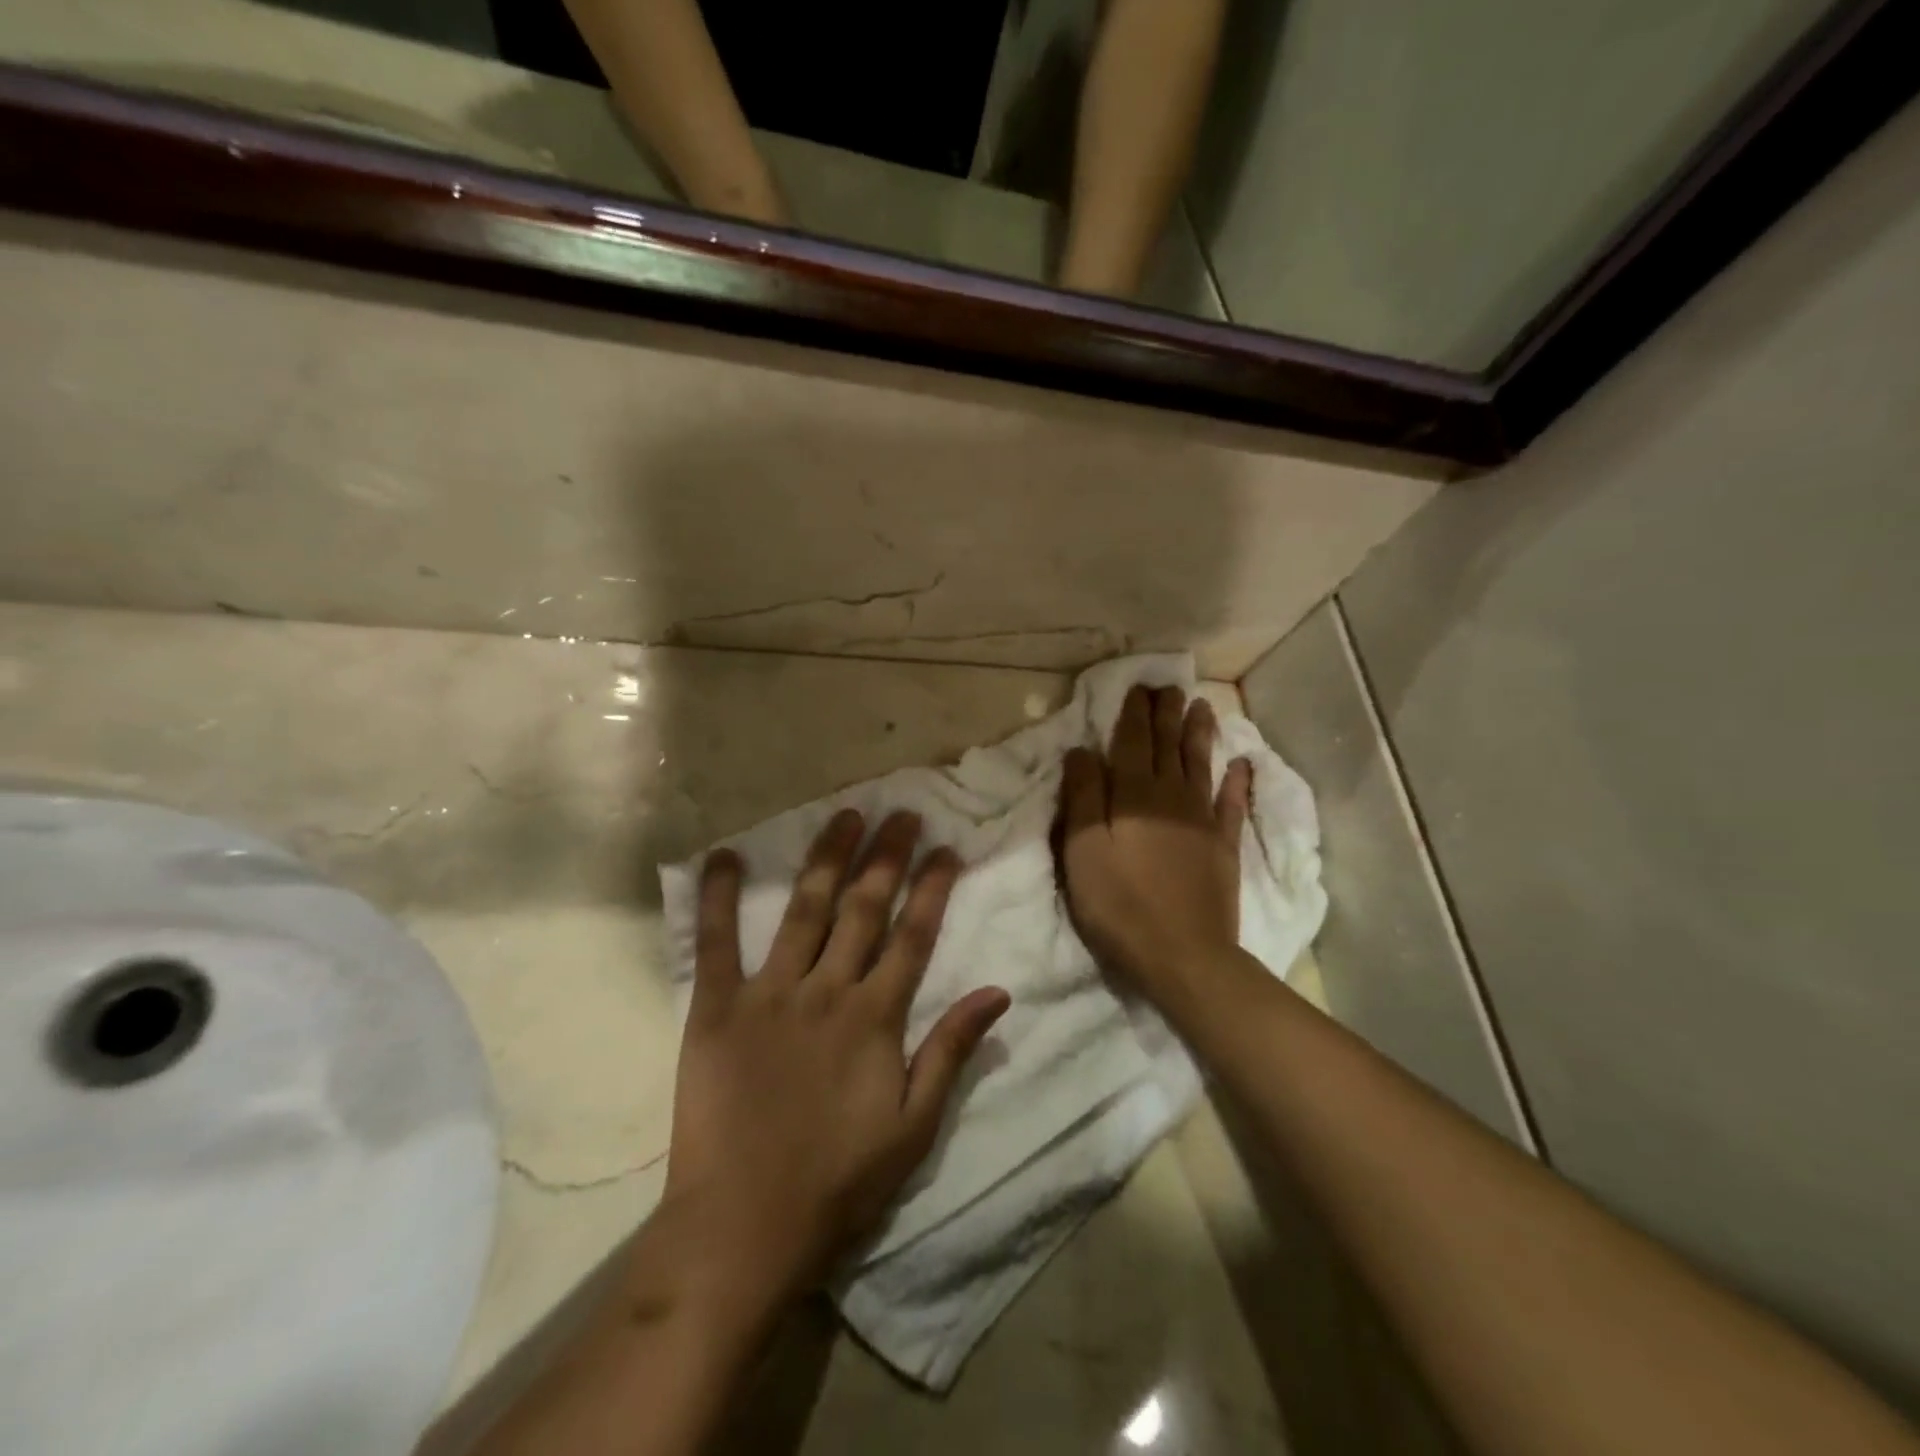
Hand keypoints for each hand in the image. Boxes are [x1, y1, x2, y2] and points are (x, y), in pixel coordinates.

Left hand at [660, 809, 1009, 1315]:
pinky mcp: (717, 1008)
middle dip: (886, 856)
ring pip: (804, 910)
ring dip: (826, 858)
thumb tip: (998, 993)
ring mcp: (770, 994)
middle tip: (900, 813)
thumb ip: (951, 1051)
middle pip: (864, 909)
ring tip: (844, 816)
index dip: (932, 888)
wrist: (744, 1224)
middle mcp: (827, 991)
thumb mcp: (915, 1125)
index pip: (912, 936)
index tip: (946, 848)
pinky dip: (720, 897)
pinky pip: (717, 943)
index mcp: (875, 1017)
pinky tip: (725, 855)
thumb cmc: (839, 1179)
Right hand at [1057, 686, 1251, 998]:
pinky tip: (1242, 764)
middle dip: (1167, 713)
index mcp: (1133, 795)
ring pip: (1200, 765)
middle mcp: (1171, 796)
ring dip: (1200, 734)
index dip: (1134, 713)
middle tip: (1169, 685)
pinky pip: (1231, 804)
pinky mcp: (1223, 847)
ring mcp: (1202, 821)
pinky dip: (1237, 781)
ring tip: (1203, 706)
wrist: (1182, 954)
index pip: (1132, 742)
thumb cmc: (1119, 903)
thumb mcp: (1083, 850)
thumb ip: (1082, 797)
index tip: (1138, 686)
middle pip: (1168, 746)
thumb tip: (1082, 750)